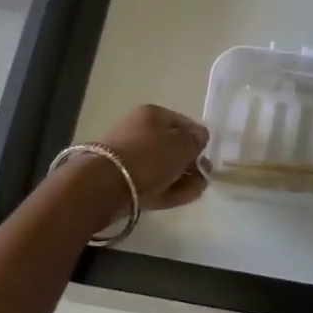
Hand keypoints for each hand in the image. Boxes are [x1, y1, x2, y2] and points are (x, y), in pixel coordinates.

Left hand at [80, 104, 210, 217]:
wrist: (106, 186)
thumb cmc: (149, 157)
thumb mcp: (182, 144)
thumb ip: (196, 140)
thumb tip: (199, 139)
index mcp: (153, 115)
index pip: (184, 123)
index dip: (198, 139)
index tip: (207, 156)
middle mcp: (141, 132)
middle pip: (174, 147)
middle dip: (191, 163)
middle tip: (203, 177)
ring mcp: (132, 158)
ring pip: (166, 168)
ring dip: (183, 179)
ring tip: (195, 190)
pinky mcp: (127, 181)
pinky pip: (155, 184)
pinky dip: (170, 190)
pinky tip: (183, 197)